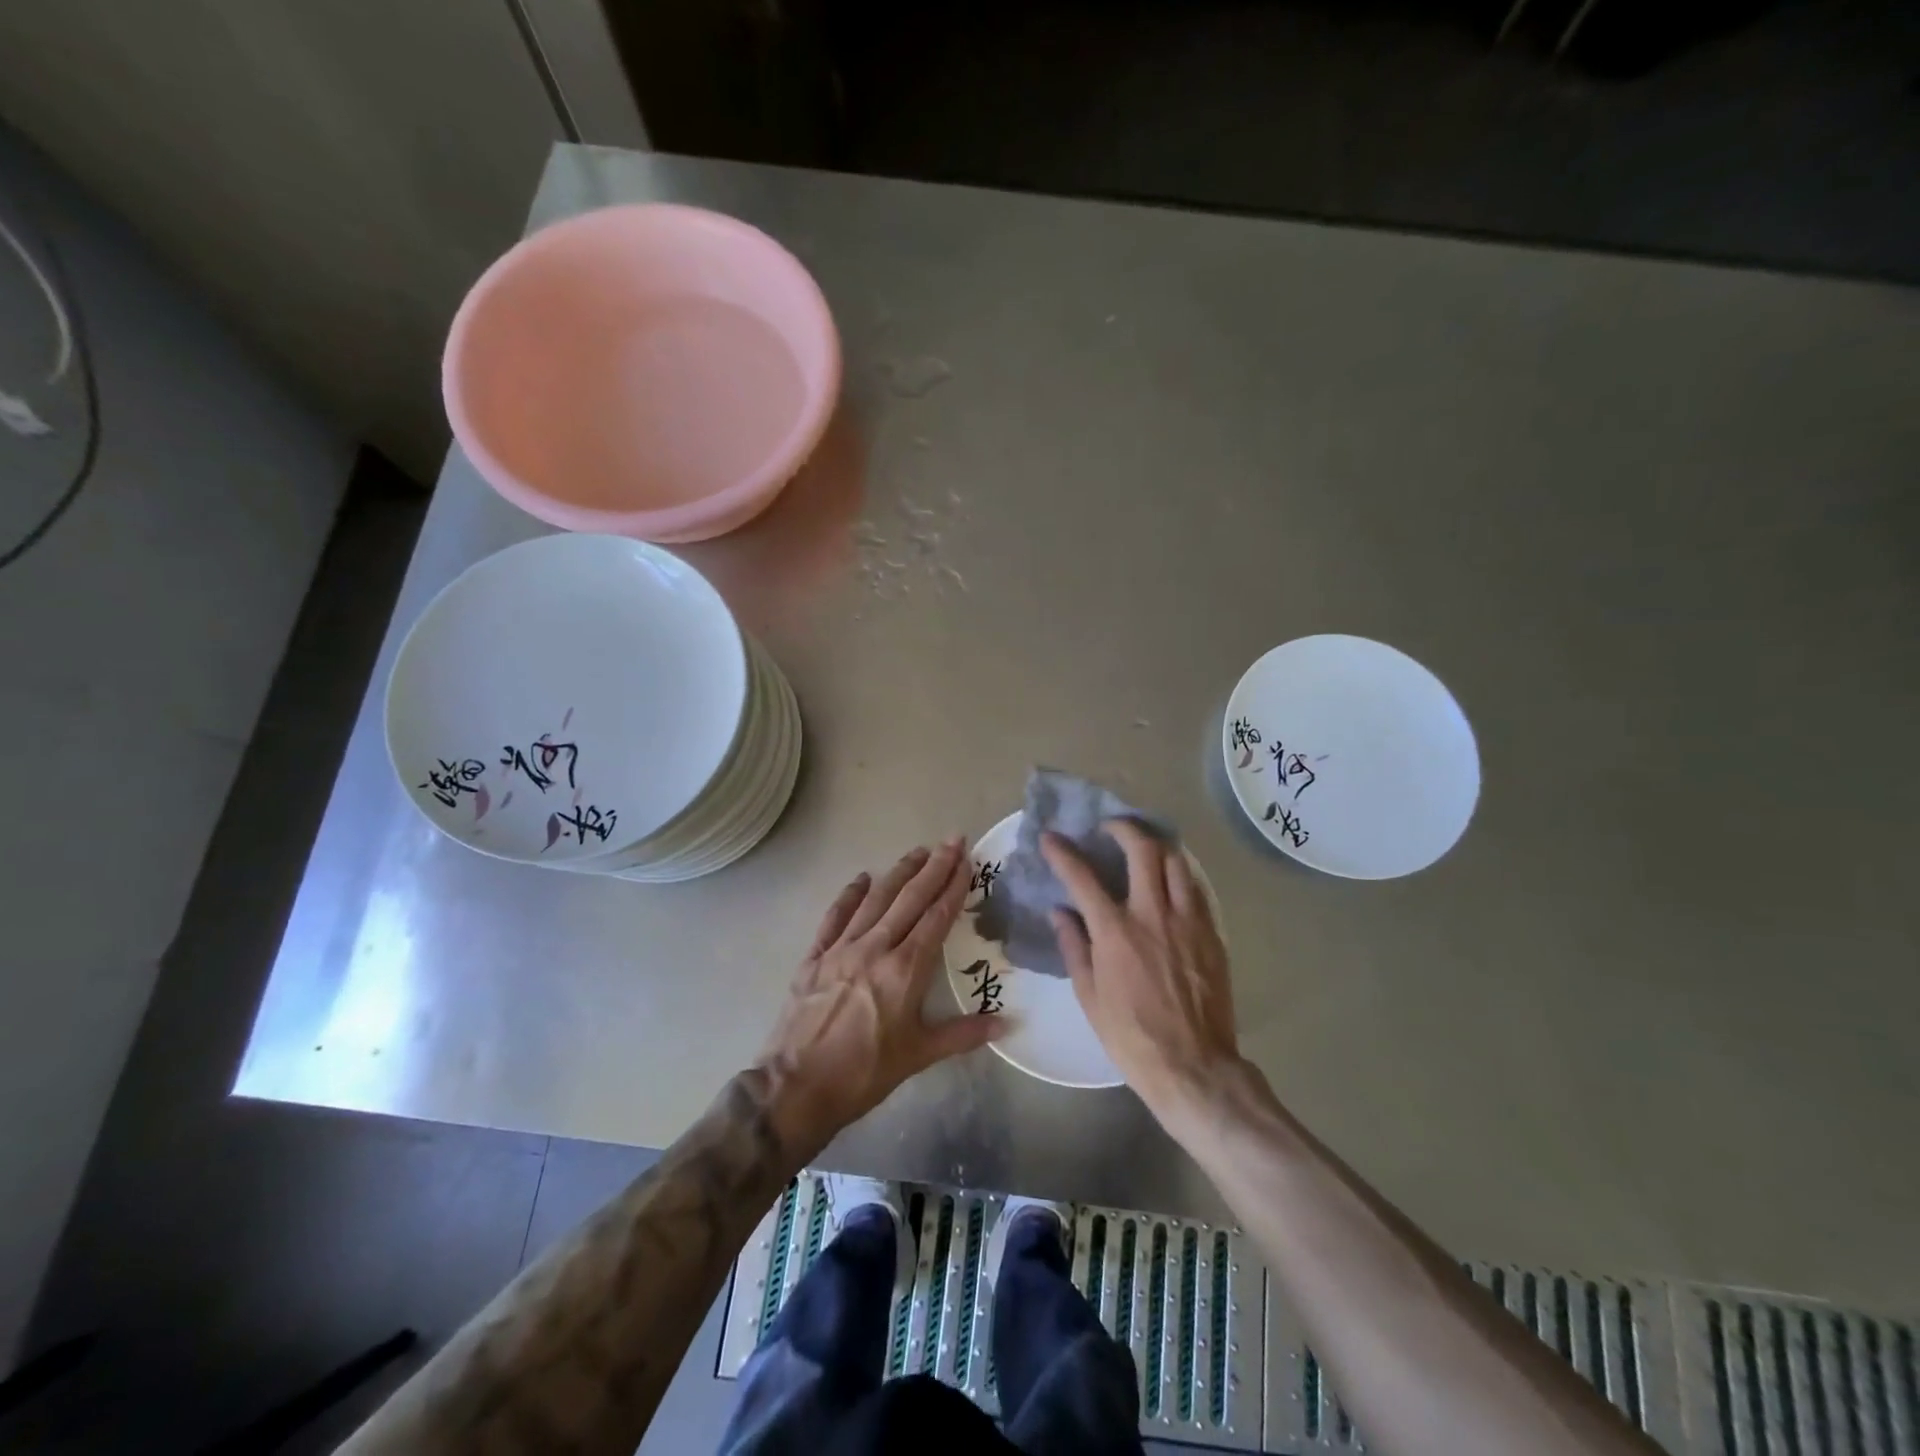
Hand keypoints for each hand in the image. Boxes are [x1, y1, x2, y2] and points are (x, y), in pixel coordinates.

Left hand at [756, 839, 1001, 1157]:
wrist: (796, 1087)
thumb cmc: (864, 1072)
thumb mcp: (918, 1055)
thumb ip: (963, 1034)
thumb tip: (1007, 1024)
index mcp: (905, 969)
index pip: (936, 917)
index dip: (954, 887)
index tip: (967, 861)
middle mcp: (875, 947)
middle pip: (909, 898)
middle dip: (934, 867)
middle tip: (951, 840)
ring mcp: (841, 948)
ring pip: (875, 899)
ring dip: (898, 873)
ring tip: (918, 851)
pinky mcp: (815, 956)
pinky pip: (835, 916)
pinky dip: (850, 895)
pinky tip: (861, 878)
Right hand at [1042, 820, 1243, 1119]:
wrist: (1194, 1067)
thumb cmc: (1132, 1037)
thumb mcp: (1090, 996)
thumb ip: (1074, 947)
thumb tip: (1060, 912)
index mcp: (1115, 932)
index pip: (1083, 877)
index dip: (1063, 852)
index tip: (1051, 838)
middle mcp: (1152, 915)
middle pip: (1142, 849)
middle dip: (1122, 828)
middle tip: (1110, 828)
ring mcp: (1188, 921)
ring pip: (1176, 861)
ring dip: (1156, 846)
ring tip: (1144, 848)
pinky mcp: (1211, 934)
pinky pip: (1196, 888)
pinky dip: (1179, 875)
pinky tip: (1170, 883)